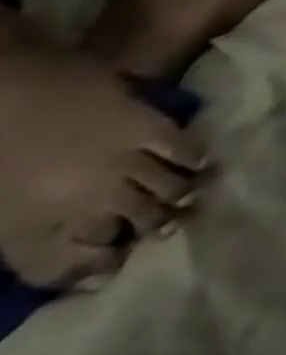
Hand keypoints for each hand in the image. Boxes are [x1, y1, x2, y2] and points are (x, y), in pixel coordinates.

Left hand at [0, 34, 201, 287]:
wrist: (3, 85)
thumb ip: (30, 234)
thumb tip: (76, 259)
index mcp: (36, 222)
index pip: (75, 261)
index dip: (100, 268)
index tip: (117, 269)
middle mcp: (91, 198)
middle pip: (138, 223)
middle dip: (154, 229)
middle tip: (168, 231)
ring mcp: (125, 162)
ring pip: (168, 189)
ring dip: (179, 197)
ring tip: (190, 200)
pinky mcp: (149, 129)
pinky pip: (183, 150)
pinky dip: (192, 160)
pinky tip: (198, 163)